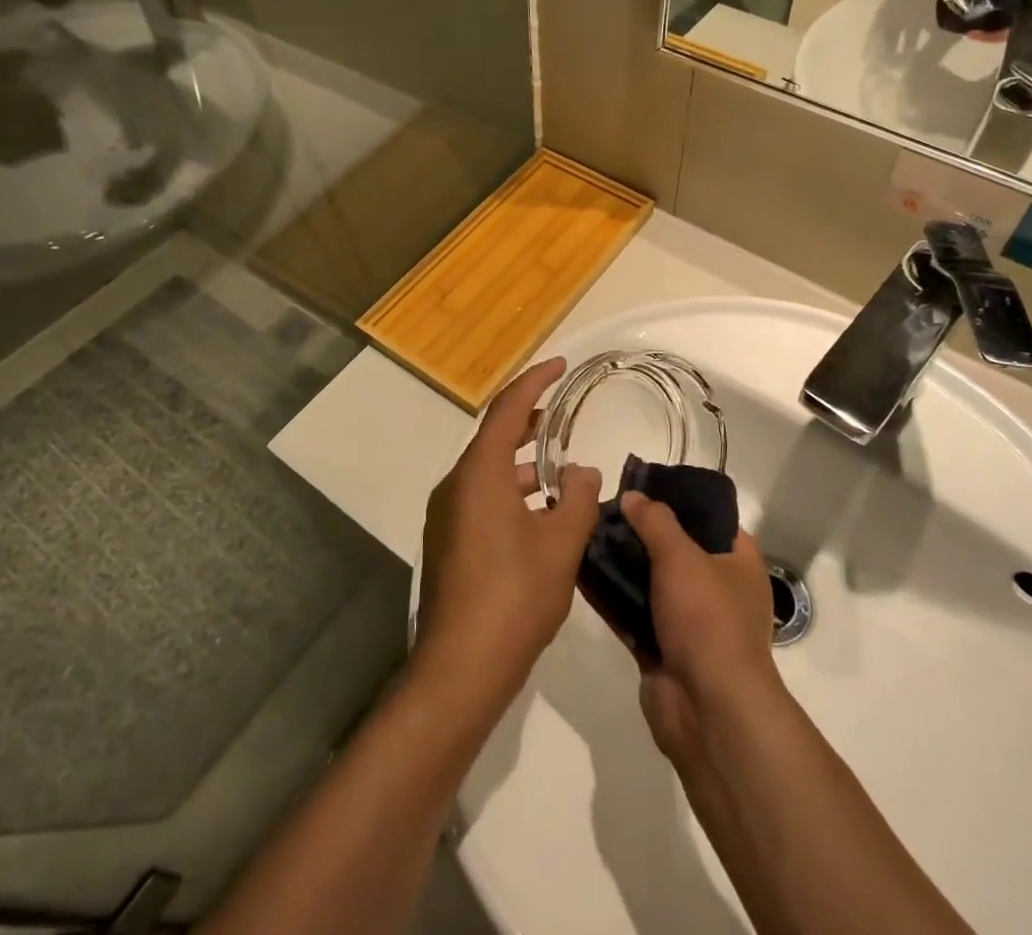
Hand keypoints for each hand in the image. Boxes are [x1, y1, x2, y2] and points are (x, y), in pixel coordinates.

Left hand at [416, 358, 602, 702]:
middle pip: (494, 436)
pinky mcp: (449, 543)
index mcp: (480, 473)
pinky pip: (482, 497)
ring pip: (489, 471)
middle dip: (529, 421)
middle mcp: (457, 485)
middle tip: (562, 413)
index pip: (508, 408)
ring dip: (523, 463)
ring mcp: (447, 515)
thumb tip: (584, 471)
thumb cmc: (514, 596)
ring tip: (562, 469)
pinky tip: (541, 514)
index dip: (536, 380)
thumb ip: (578, 499)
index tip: (561, 364)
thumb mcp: (560, 544)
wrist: (460, 668)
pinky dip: (511, 491)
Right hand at [607, 492, 780, 760]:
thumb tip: (633, 496)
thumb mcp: (681, 555)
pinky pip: (633, 613)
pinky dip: (611, 596)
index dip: (680, 500)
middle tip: (604, 509)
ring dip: (621, 563)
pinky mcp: (662, 649)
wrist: (707, 710)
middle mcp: (718, 589)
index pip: (712, 519)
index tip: (644, 485)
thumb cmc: (707, 619)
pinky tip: (580, 572)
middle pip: (676, 549)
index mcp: (739, 563)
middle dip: (641, 531)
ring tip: (585, 533)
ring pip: (650, 581)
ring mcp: (690, 622)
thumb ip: (654, 521)